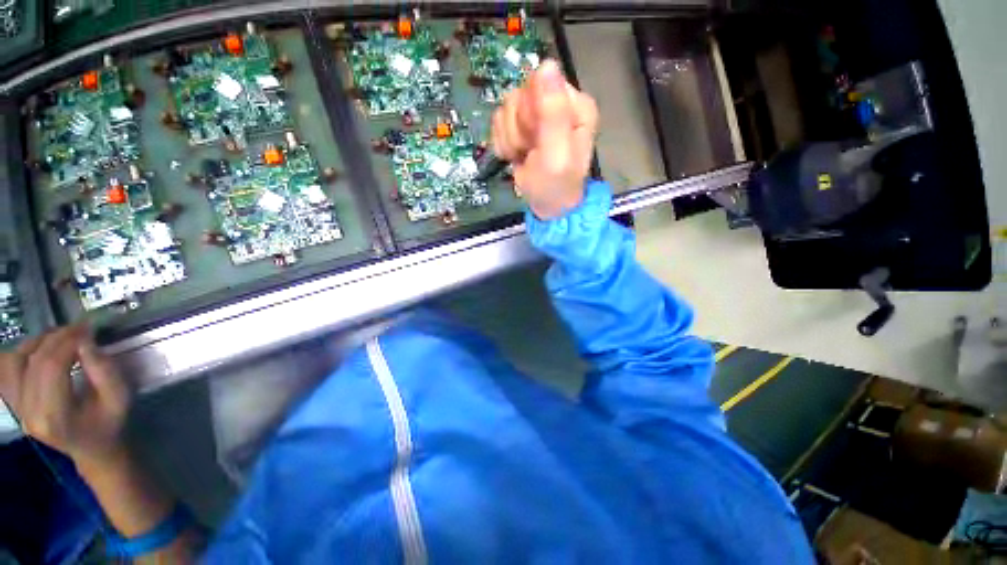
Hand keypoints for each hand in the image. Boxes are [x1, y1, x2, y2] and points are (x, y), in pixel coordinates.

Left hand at [0, 326, 129, 466]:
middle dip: (56, 339)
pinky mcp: (14, 403)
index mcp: (54, 417)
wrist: (93, 448)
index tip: (88, 328)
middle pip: (34, 362)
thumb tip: (86, 341)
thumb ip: (104, 372)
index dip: (68, 342)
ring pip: (15, 362)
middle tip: (78, 328)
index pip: (52, 367)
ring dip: (37, 343)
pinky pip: (7, 371)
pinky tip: (40, 349)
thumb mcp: (119, 398)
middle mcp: (28, 413)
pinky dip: (22, 353)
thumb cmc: (110, 423)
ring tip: (59, 337)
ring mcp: (18, 409)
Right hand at [491, 59, 598, 219]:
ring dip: (510, 138)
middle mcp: (557, 102)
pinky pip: (499, 122)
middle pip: (519, 95)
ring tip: (524, 155)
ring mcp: (537, 114)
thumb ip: (553, 113)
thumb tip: (547, 65)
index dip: (529, 114)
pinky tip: (515, 155)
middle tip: (530, 150)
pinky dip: (503, 143)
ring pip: (506, 109)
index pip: (539, 84)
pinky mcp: (522, 126)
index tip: (535, 139)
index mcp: (575, 104)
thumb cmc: (556, 185)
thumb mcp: (557, 155)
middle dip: (518, 130)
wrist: (547, 206)